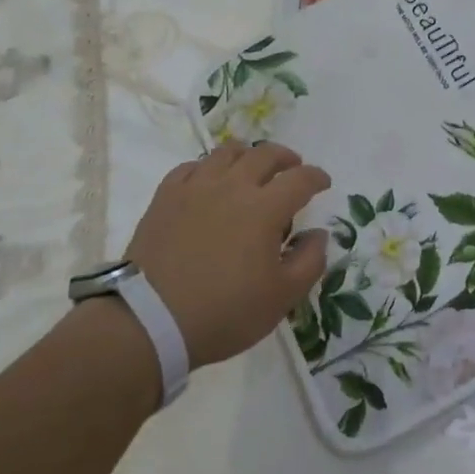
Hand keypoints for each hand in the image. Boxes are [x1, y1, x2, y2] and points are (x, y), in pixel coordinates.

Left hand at [122, 143, 330, 368]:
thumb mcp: (281, 298)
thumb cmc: (224, 312)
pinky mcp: (166, 196)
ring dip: (247, 155)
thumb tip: (318, 233)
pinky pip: (191, 166)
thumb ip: (309, 261)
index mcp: (264, 208)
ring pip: (227, 152)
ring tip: (251, 168)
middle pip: (265, 154)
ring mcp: (196, 187)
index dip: (317, 177)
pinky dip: (208, 167)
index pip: (300, 179)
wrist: (150, 321)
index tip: (323, 183)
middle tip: (292, 168)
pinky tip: (209, 181)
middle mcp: (232, 186)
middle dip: (286, 158)